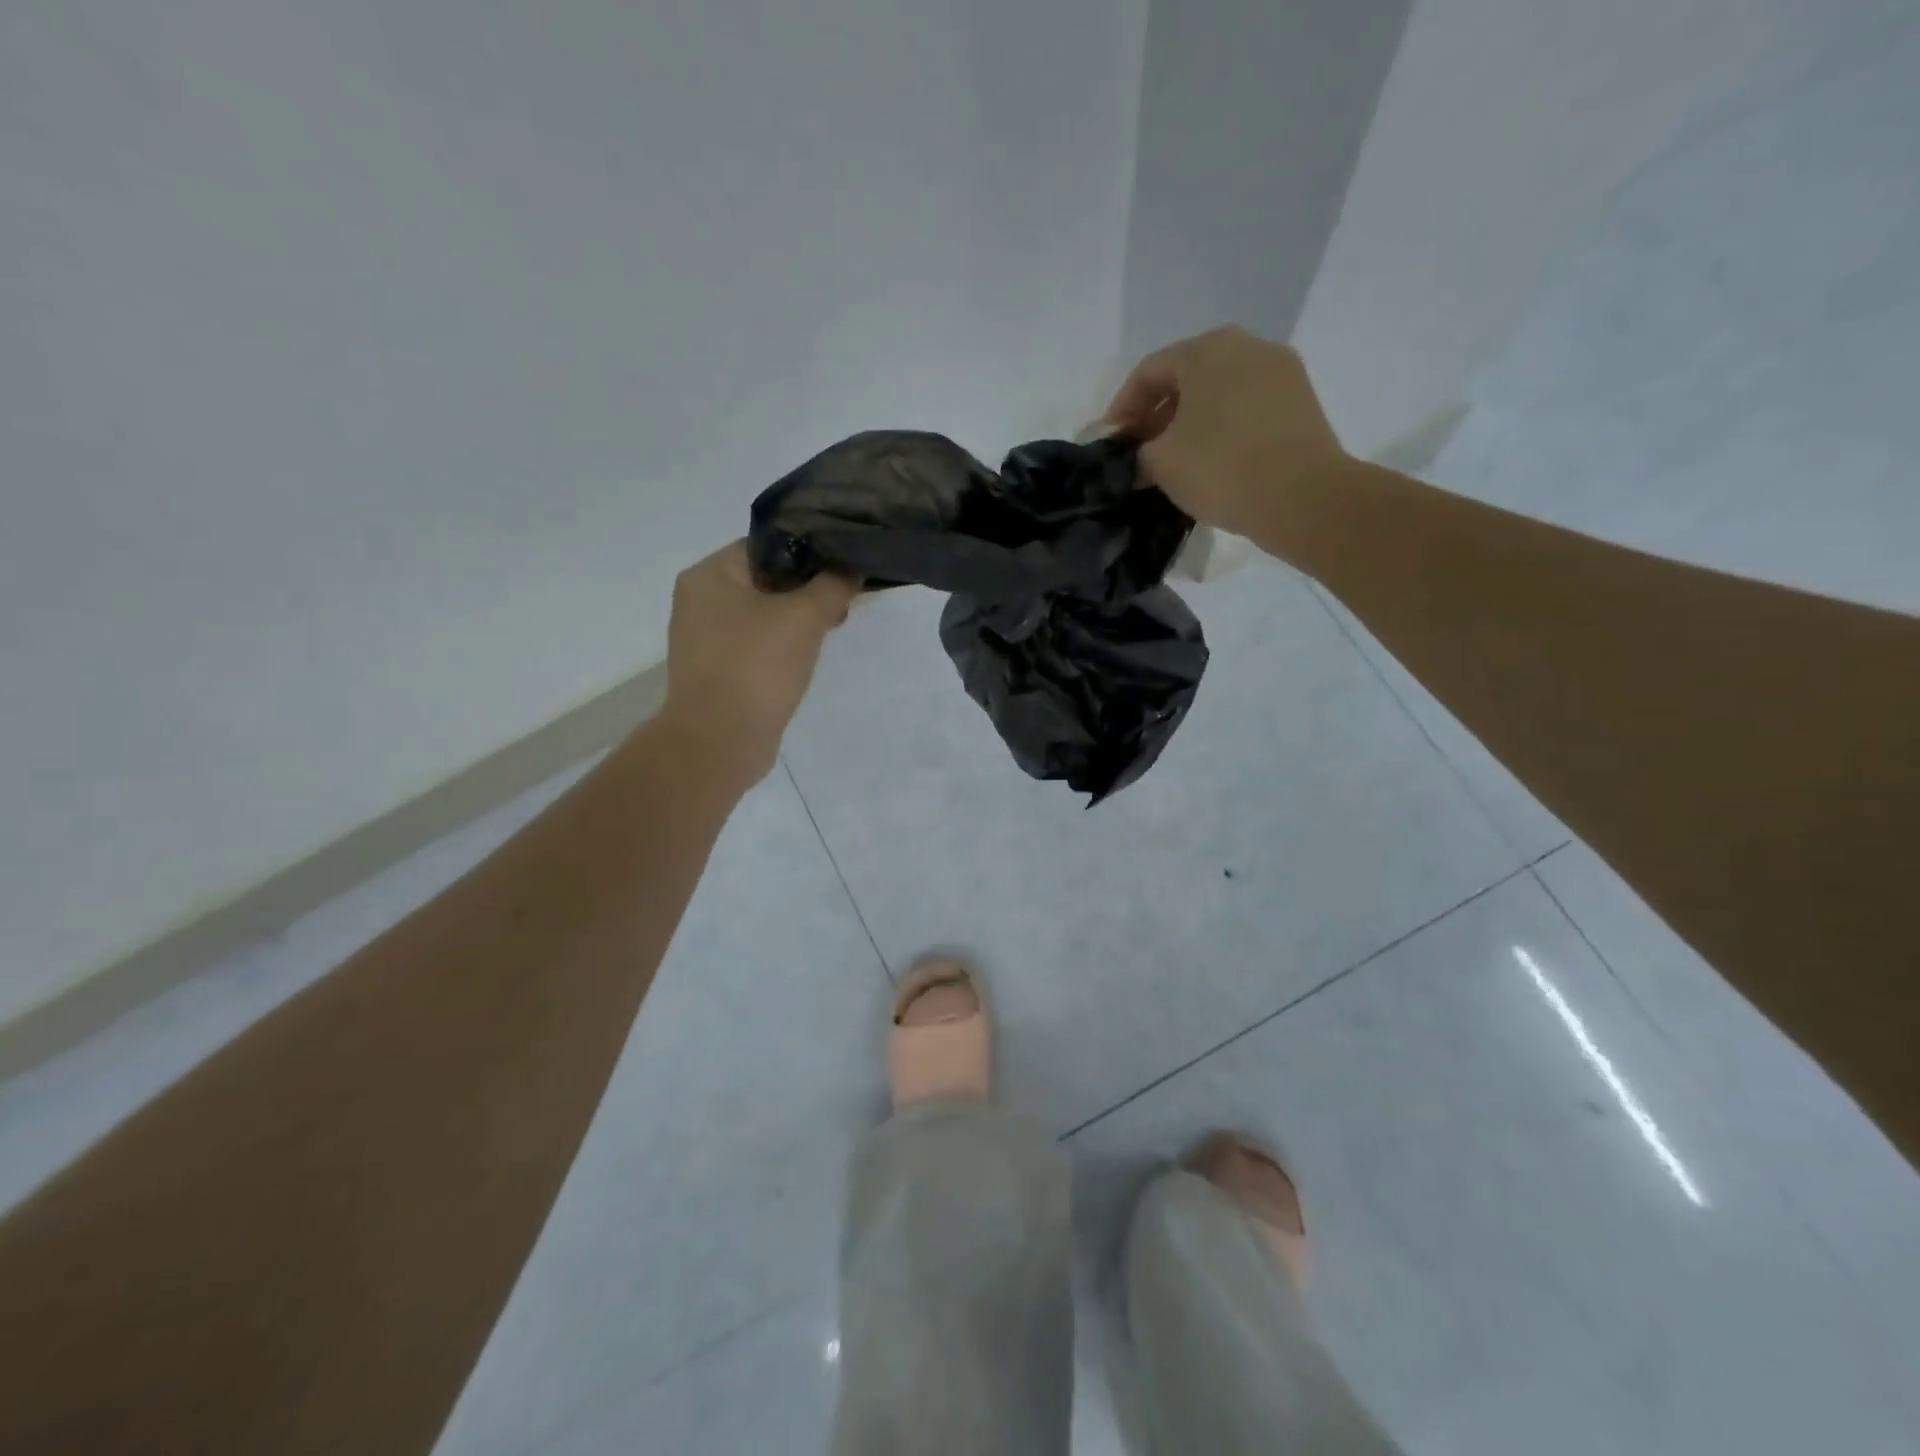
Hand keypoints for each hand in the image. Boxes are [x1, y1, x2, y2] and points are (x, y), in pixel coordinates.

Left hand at [659, 541, 857, 785]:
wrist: (719, 743)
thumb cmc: (756, 668)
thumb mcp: (803, 617)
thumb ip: (832, 585)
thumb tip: (850, 569)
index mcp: (709, 575)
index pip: (766, 544)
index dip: (809, 549)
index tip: (845, 563)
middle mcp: (701, 600)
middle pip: (766, 579)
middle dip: (808, 587)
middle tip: (845, 598)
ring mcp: (706, 638)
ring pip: (764, 613)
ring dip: (799, 617)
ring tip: (835, 624)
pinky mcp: (719, 670)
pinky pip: (757, 644)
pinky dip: (784, 644)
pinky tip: (811, 653)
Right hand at [1103, 326, 1349, 543]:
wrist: (1302, 496)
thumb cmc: (1220, 467)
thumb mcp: (1160, 463)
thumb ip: (1138, 454)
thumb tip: (1139, 461)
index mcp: (1207, 349)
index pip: (1148, 372)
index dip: (1122, 409)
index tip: (1111, 444)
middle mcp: (1247, 347)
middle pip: (1186, 378)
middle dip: (1157, 415)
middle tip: (1140, 453)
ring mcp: (1280, 372)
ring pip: (1218, 393)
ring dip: (1190, 423)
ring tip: (1174, 462)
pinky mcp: (1301, 403)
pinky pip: (1246, 409)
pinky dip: (1221, 429)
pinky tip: (1211, 463)